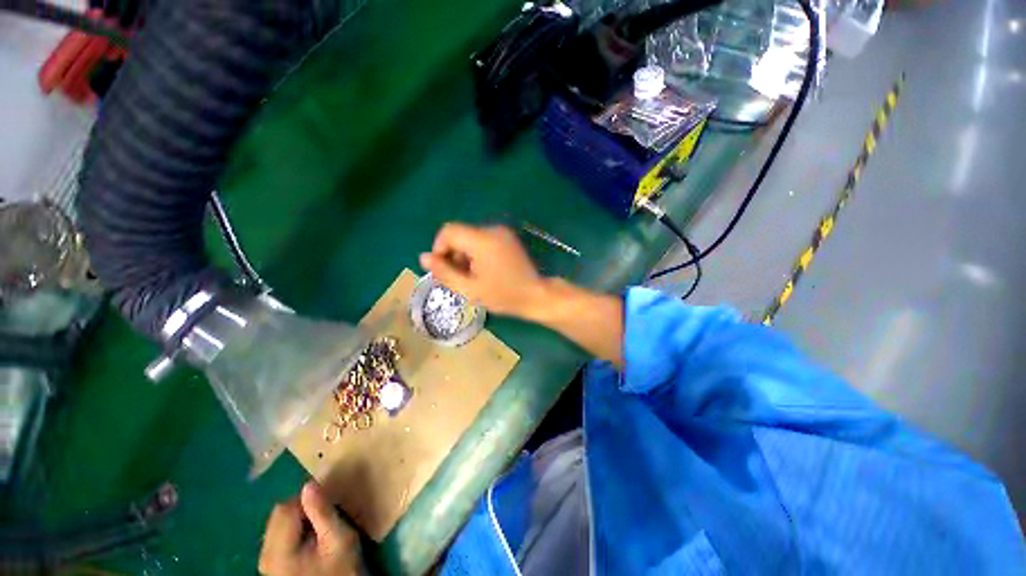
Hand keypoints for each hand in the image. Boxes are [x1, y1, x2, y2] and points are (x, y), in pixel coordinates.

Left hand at [259, 482, 365, 575]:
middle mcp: (264, 556)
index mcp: (278, 551)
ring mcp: (265, 562)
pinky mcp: (271, 566)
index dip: (307, 500)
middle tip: (324, 518)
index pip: (285, 508)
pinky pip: (278, 537)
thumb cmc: (340, 569)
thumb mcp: (339, 538)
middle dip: (301, 509)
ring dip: (298, 519)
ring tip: (319, 530)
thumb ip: (323, 512)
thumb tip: (309, 484)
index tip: (327, 506)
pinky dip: (294, 531)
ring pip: (277, 524)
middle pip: (278, 515)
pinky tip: (310, 541)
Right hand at [419, 224, 547, 318]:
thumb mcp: (470, 289)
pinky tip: (483, 270)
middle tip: (459, 278)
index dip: (439, 248)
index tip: (443, 269)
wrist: (536, 295)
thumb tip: (423, 257)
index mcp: (483, 240)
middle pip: (460, 234)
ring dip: (464, 255)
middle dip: (453, 254)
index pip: (448, 231)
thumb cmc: (504, 295)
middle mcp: (492, 229)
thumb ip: (444, 272)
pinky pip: (483, 240)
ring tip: (472, 277)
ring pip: (470, 238)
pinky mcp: (508, 238)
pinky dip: (476, 253)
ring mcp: (502, 232)